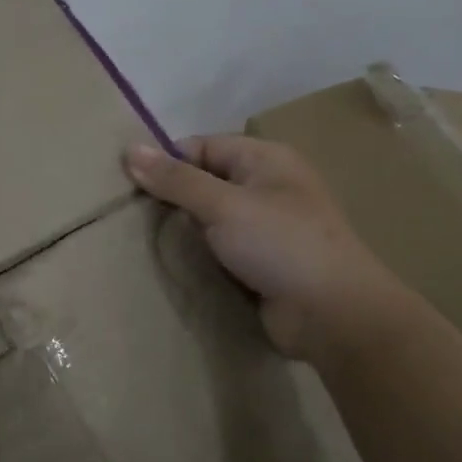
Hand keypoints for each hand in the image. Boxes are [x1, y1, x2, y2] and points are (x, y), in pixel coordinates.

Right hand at [125, 135, 389, 360]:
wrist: (333, 315)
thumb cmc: (281, 245)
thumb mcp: (223, 205)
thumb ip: (176, 180)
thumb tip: (128, 150)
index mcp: (264, 159)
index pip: (201, 147)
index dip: (166, 162)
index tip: (128, 185)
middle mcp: (266, 187)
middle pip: (204, 182)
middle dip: (171, 198)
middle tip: (130, 216)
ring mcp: (265, 228)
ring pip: (210, 219)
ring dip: (183, 230)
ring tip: (143, 241)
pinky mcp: (260, 264)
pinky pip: (220, 250)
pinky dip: (198, 255)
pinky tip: (172, 264)